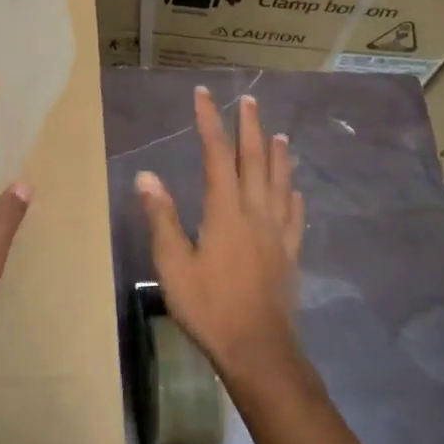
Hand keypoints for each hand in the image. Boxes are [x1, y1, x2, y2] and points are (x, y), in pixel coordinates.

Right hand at [136, 87, 304, 380]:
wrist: (258, 348)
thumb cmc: (209, 307)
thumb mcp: (173, 265)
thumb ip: (162, 218)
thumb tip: (147, 175)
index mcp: (225, 211)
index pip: (217, 155)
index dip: (209, 122)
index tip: (204, 95)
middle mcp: (255, 212)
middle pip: (255, 160)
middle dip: (249, 127)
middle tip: (249, 100)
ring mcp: (278, 233)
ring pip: (281, 183)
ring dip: (279, 155)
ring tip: (279, 134)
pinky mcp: (290, 254)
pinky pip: (295, 215)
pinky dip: (294, 196)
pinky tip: (297, 192)